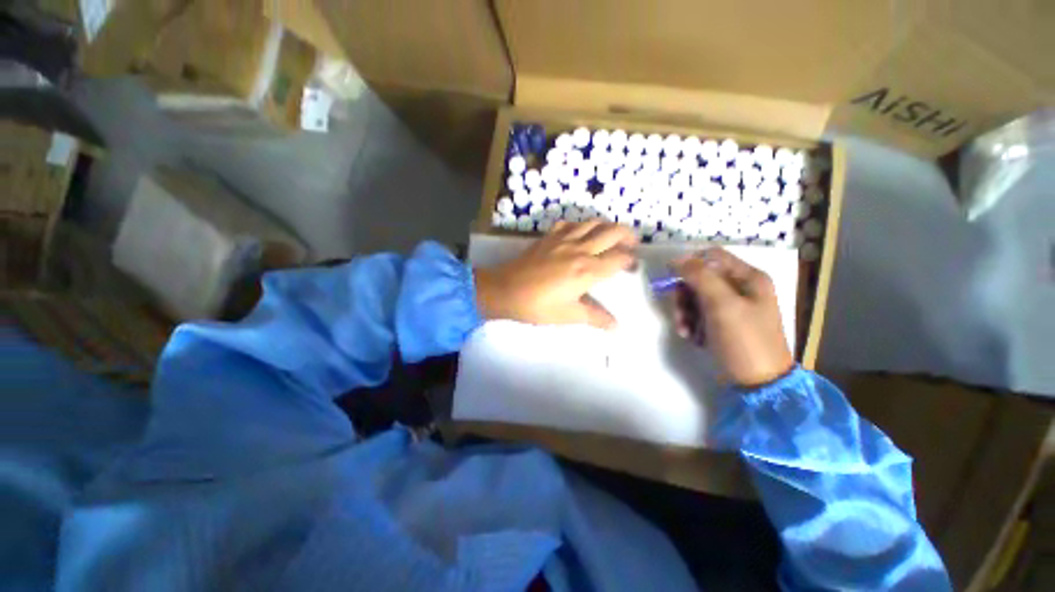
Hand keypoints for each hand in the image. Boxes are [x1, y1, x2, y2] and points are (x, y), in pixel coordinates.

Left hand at [475, 221, 637, 328]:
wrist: (504, 290)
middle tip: (630, 246)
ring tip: (609, 238)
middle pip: (612, 232)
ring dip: (606, 227)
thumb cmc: (537, 306)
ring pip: (593, 222)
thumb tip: (616, 326)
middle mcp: (580, 249)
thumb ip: (594, 317)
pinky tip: (578, 236)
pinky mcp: (548, 237)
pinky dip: (580, 226)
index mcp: (587, 270)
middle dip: (627, 236)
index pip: (619, 258)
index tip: (632, 267)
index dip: (630, 260)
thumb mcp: (568, 315)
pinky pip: (569, 224)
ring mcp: (563, 239)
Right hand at [671, 248, 793, 387]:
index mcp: (748, 277)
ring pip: (695, 296)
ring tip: (684, 330)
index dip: (689, 263)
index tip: (670, 277)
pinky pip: (698, 313)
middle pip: (700, 278)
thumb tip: (677, 258)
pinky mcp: (722, 322)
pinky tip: (691, 337)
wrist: (758, 384)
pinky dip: (690, 322)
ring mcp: (731, 307)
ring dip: (684, 311)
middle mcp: (740, 288)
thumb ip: (700, 277)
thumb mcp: (722, 305)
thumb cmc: (744, 340)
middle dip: (684, 294)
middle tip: (679, 312)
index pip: (712, 256)